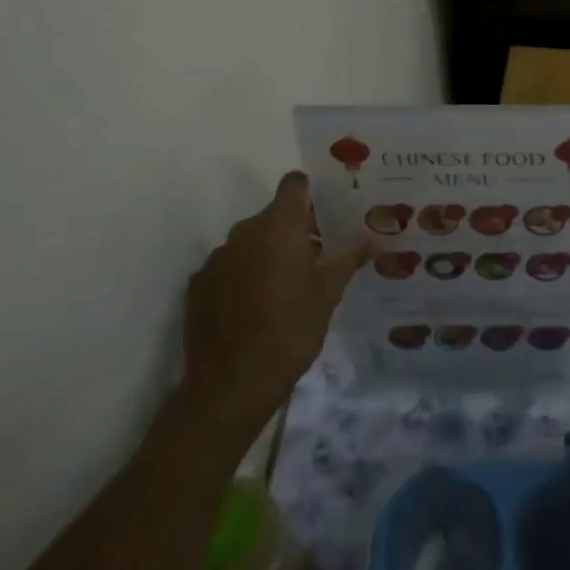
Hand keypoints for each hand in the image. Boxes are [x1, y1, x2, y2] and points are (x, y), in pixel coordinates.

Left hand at [182, 172, 371, 412]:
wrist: (230, 385)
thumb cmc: (290, 329)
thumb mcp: (328, 294)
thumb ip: (348, 260)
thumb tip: (371, 240)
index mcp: (279, 225)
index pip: (294, 184)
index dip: (311, 192)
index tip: (328, 211)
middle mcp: (244, 231)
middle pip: (274, 215)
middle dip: (295, 230)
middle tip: (318, 256)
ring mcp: (217, 258)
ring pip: (250, 242)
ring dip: (268, 253)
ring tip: (288, 286)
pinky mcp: (198, 285)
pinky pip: (228, 267)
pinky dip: (243, 276)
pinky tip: (256, 307)